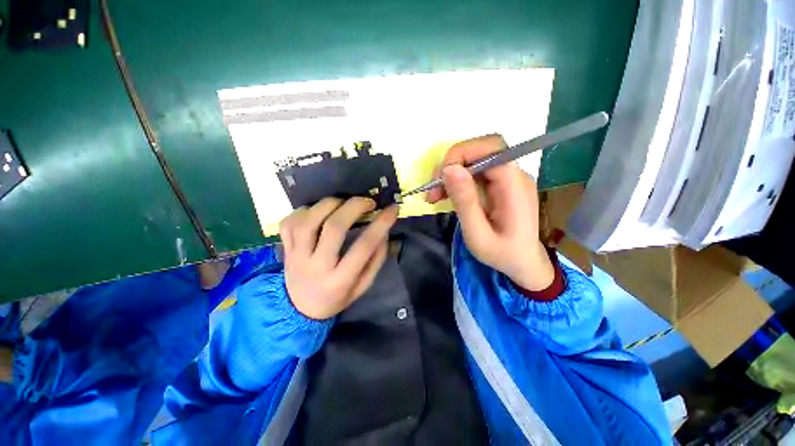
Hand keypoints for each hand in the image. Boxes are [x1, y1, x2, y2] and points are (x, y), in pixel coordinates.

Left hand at [279, 197, 398, 319]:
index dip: (381, 224)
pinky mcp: (284, 249)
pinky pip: (289, 222)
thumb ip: (375, 260)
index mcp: (340, 280)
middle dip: (354, 207)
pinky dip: (304, 210)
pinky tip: (317, 211)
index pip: (364, 247)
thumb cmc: (337, 297)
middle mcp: (316, 266)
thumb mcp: (363, 286)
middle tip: (368, 201)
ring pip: (308, 221)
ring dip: (329, 204)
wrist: (300, 309)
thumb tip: (383, 232)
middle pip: (333, 228)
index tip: (392, 209)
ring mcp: (296, 256)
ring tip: (343, 202)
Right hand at [427, 134, 553, 290]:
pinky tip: (444, 195)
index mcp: (515, 186)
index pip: (491, 148)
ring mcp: (508, 178)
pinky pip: (475, 172)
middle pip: (481, 150)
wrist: (523, 263)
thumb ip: (465, 202)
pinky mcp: (499, 184)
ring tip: (434, 196)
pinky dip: (456, 180)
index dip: (462, 154)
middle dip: (452, 163)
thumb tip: (450, 169)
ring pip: (475, 160)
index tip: (440, 178)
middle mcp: (515, 175)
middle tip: (434, 188)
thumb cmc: (502, 254)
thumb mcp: (478, 234)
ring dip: (451, 173)